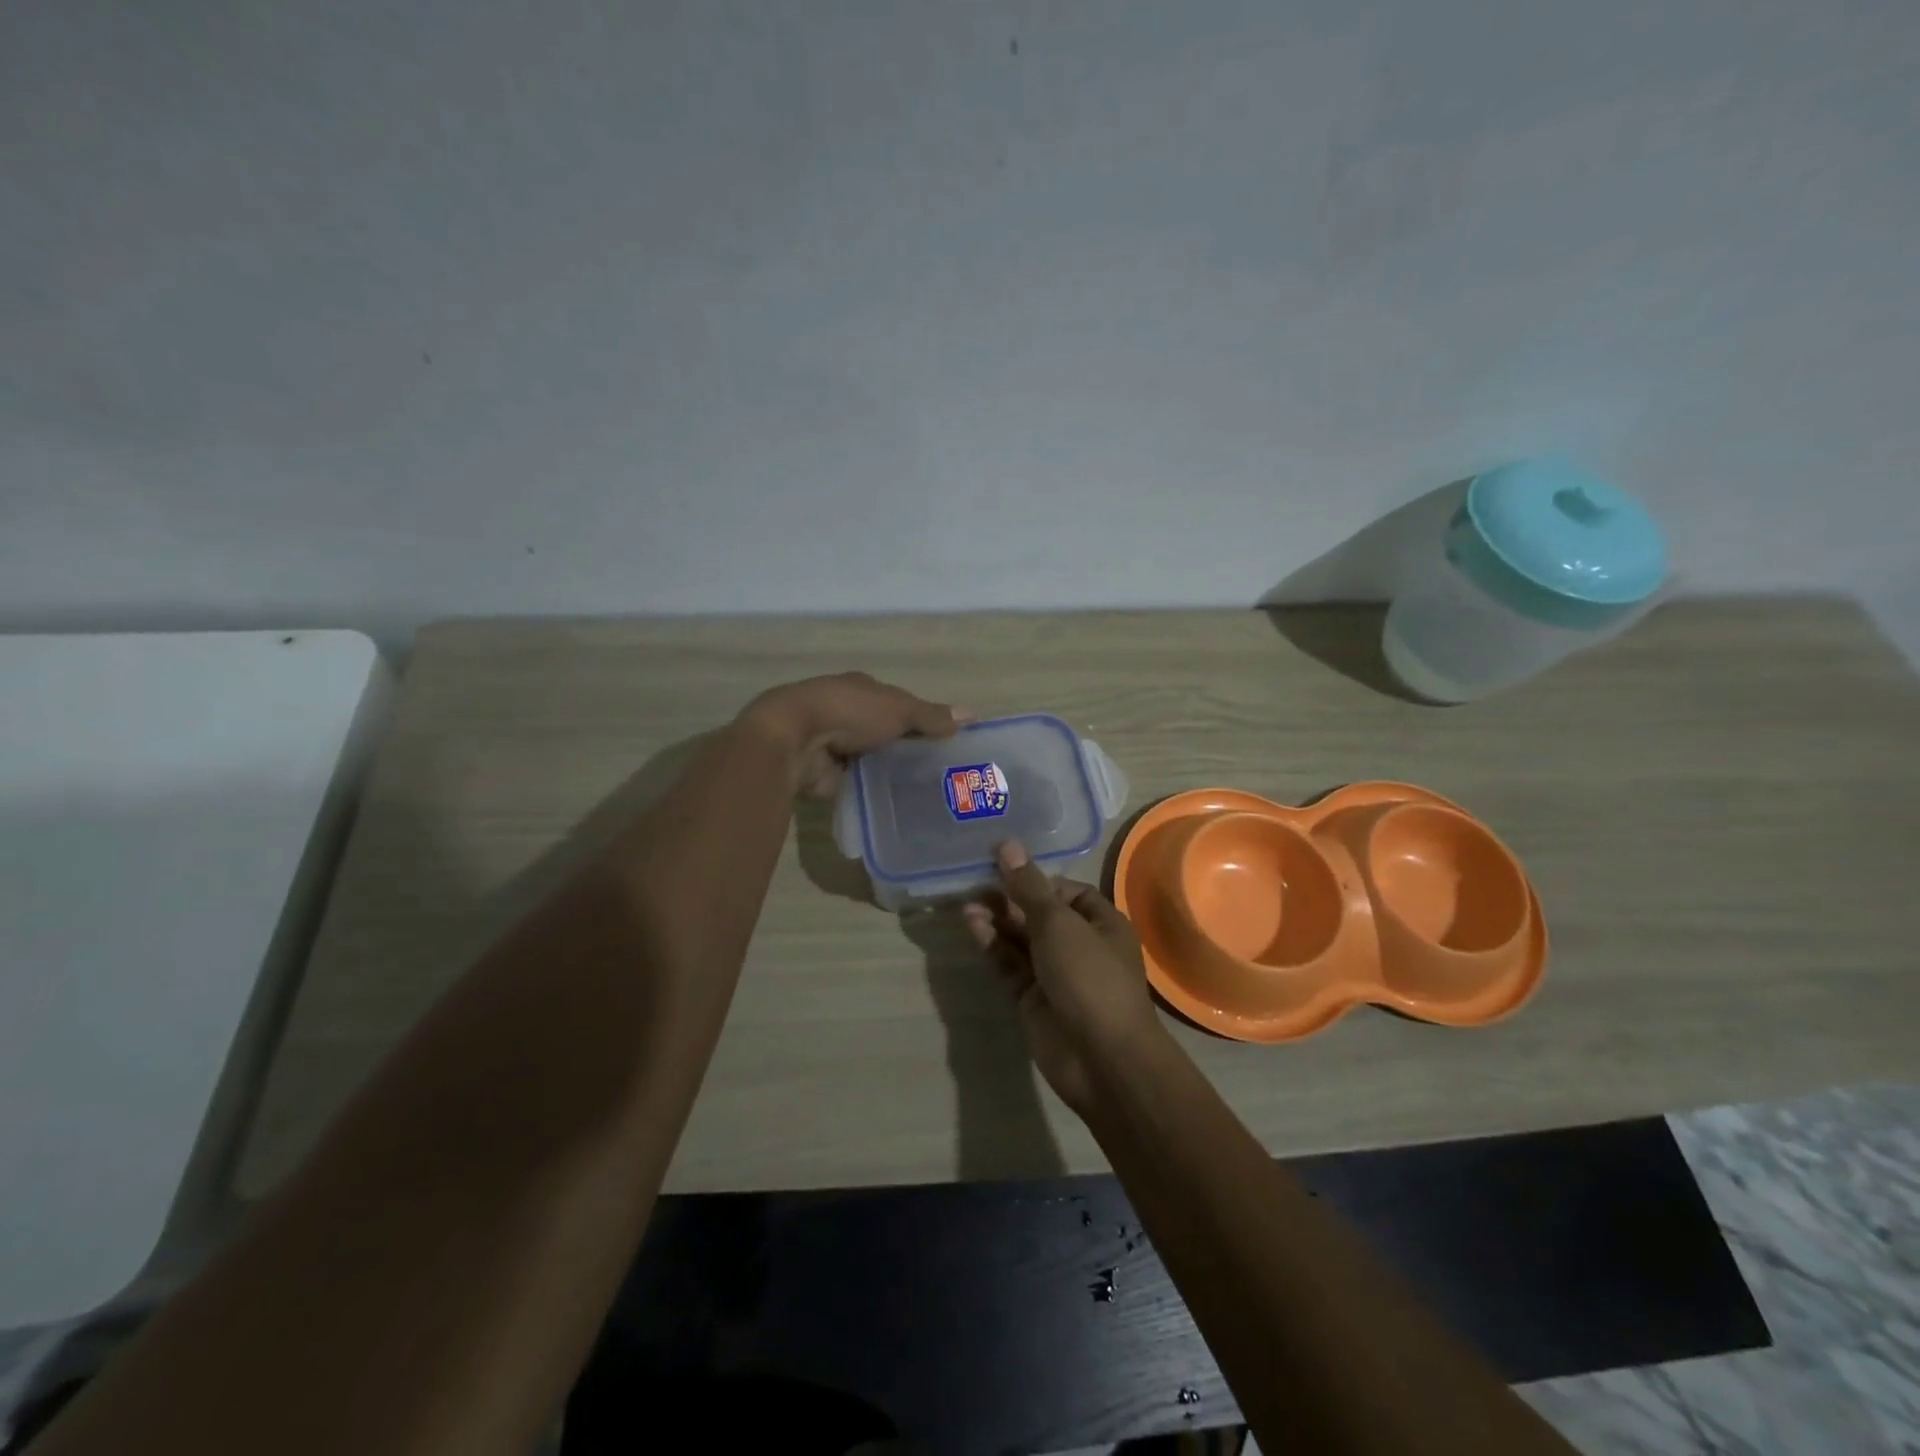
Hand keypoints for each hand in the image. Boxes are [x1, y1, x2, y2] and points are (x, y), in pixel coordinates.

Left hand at [742, 672, 962, 797]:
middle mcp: (848, 715)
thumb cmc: (849, 712)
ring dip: (892, 772)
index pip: (899, 704)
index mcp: (862, 690)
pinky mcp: (827, 776)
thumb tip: (971, 715)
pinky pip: (860, 785)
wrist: (794, 741)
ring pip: (874, 760)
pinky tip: (902, 806)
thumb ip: (932, 715)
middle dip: (908, 749)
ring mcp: (835, 747)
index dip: (922, 719)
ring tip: (929, 794)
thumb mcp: (899, 709)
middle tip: (945, 773)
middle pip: (886, 734)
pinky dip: (876, 792)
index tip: (948, 741)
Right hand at [963, 842, 1163, 1116]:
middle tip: (974, 882)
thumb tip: (1007, 846)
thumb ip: (1028, 887)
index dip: (1035, 878)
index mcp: (1101, 923)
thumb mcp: (1058, 924)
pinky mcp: (1033, 999)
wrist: (1101, 1059)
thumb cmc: (1090, 977)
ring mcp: (1055, 974)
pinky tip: (972, 926)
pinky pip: (1010, 965)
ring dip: (996, 921)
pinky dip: (993, 946)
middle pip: (1039, 914)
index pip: (1065, 891)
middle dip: (1009, 899)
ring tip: (966, 903)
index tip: (1001, 866)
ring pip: (1021, 940)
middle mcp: (1080, 945)